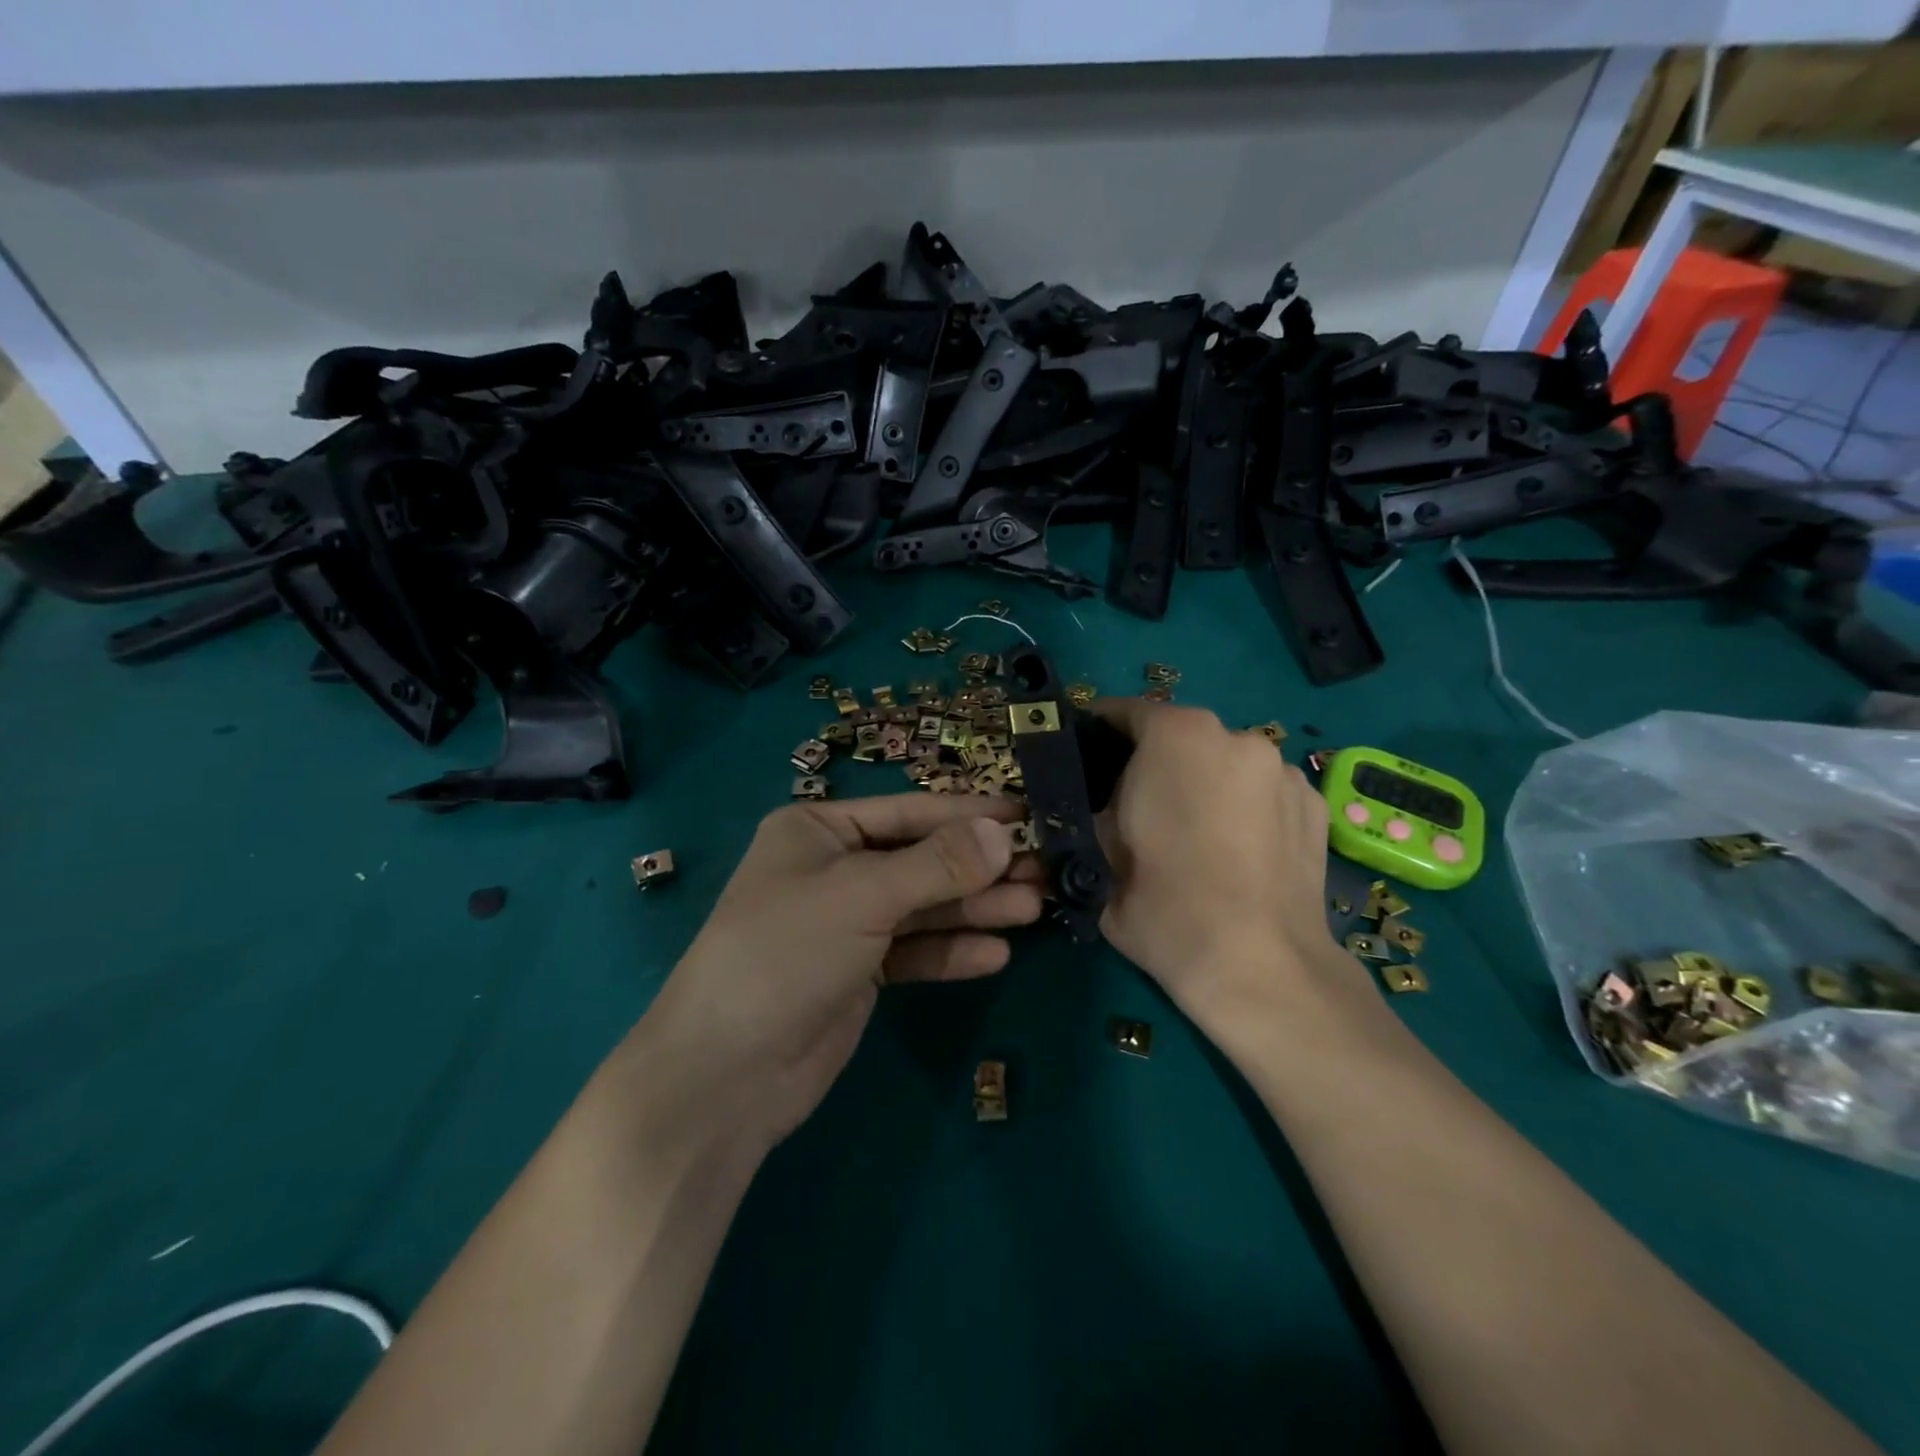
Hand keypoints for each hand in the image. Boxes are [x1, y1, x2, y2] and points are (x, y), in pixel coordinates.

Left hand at [620, 794, 1041, 1153]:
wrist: (726, 1073)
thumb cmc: (786, 953)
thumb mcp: (862, 895)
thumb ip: (937, 865)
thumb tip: (1003, 834)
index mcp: (818, 830)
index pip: (909, 812)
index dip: (968, 814)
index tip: (1028, 817)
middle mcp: (833, 868)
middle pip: (921, 860)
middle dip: (979, 868)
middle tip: (1044, 870)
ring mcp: (845, 923)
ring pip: (922, 907)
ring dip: (975, 909)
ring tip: (1034, 909)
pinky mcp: (857, 973)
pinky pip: (913, 951)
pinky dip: (950, 951)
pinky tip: (995, 955)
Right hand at [1093, 699, 1357, 1019]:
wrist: (1257, 966)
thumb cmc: (1162, 904)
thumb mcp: (1097, 853)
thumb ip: (1093, 810)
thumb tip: (1100, 804)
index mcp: (1176, 736)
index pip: (1125, 712)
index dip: (1098, 732)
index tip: (1086, 757)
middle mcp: (1236, 736)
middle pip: (1180, 737)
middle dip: (1155, 762)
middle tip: (1139, 808)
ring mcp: (1283, 770)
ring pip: (1225, 763)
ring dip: (1205, 783)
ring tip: (1196, 835)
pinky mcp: (1315, 806)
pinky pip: (1263, 791)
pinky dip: (1246, 807)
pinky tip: (1239, 851)